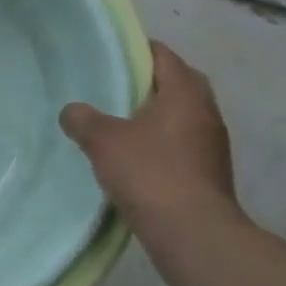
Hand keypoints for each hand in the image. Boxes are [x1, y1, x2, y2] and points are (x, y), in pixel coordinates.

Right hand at [59, 42, 240, 238]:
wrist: (193, 236)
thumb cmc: (150, 173)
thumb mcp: (102, 140)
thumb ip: (82, 118)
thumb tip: (73, 111)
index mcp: (185, 94)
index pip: (164, 55)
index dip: (136, 50)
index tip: (109, 54)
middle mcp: (206, 113)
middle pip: (179, 83)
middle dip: (149, 82)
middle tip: (115, 86)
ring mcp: (212, 146)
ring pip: (182, 115)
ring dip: (156, 114)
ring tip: (119, 121)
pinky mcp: (209, 174)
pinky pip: (182, 144)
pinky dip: (161, 142)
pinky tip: (133, 156)